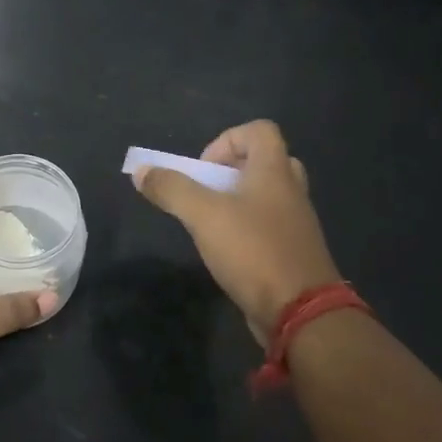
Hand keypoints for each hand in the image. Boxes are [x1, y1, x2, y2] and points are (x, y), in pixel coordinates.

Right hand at [132, 120, 340, 343]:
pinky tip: (226, 251)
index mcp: (274, 171)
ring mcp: (296, 222)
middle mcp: (291, 191)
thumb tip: (140, 170)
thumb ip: (171, 189)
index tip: (203, 169)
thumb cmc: (253, 251)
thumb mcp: (203, 215)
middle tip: (209, 191)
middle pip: (264, 161)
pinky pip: (270, 225)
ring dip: (237, 201)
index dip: (227, 140)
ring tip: (211, 222)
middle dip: (231, 171)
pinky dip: (247, 228)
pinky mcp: (294, 251)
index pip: (260, 130)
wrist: (301, 311)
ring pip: (267, 195)